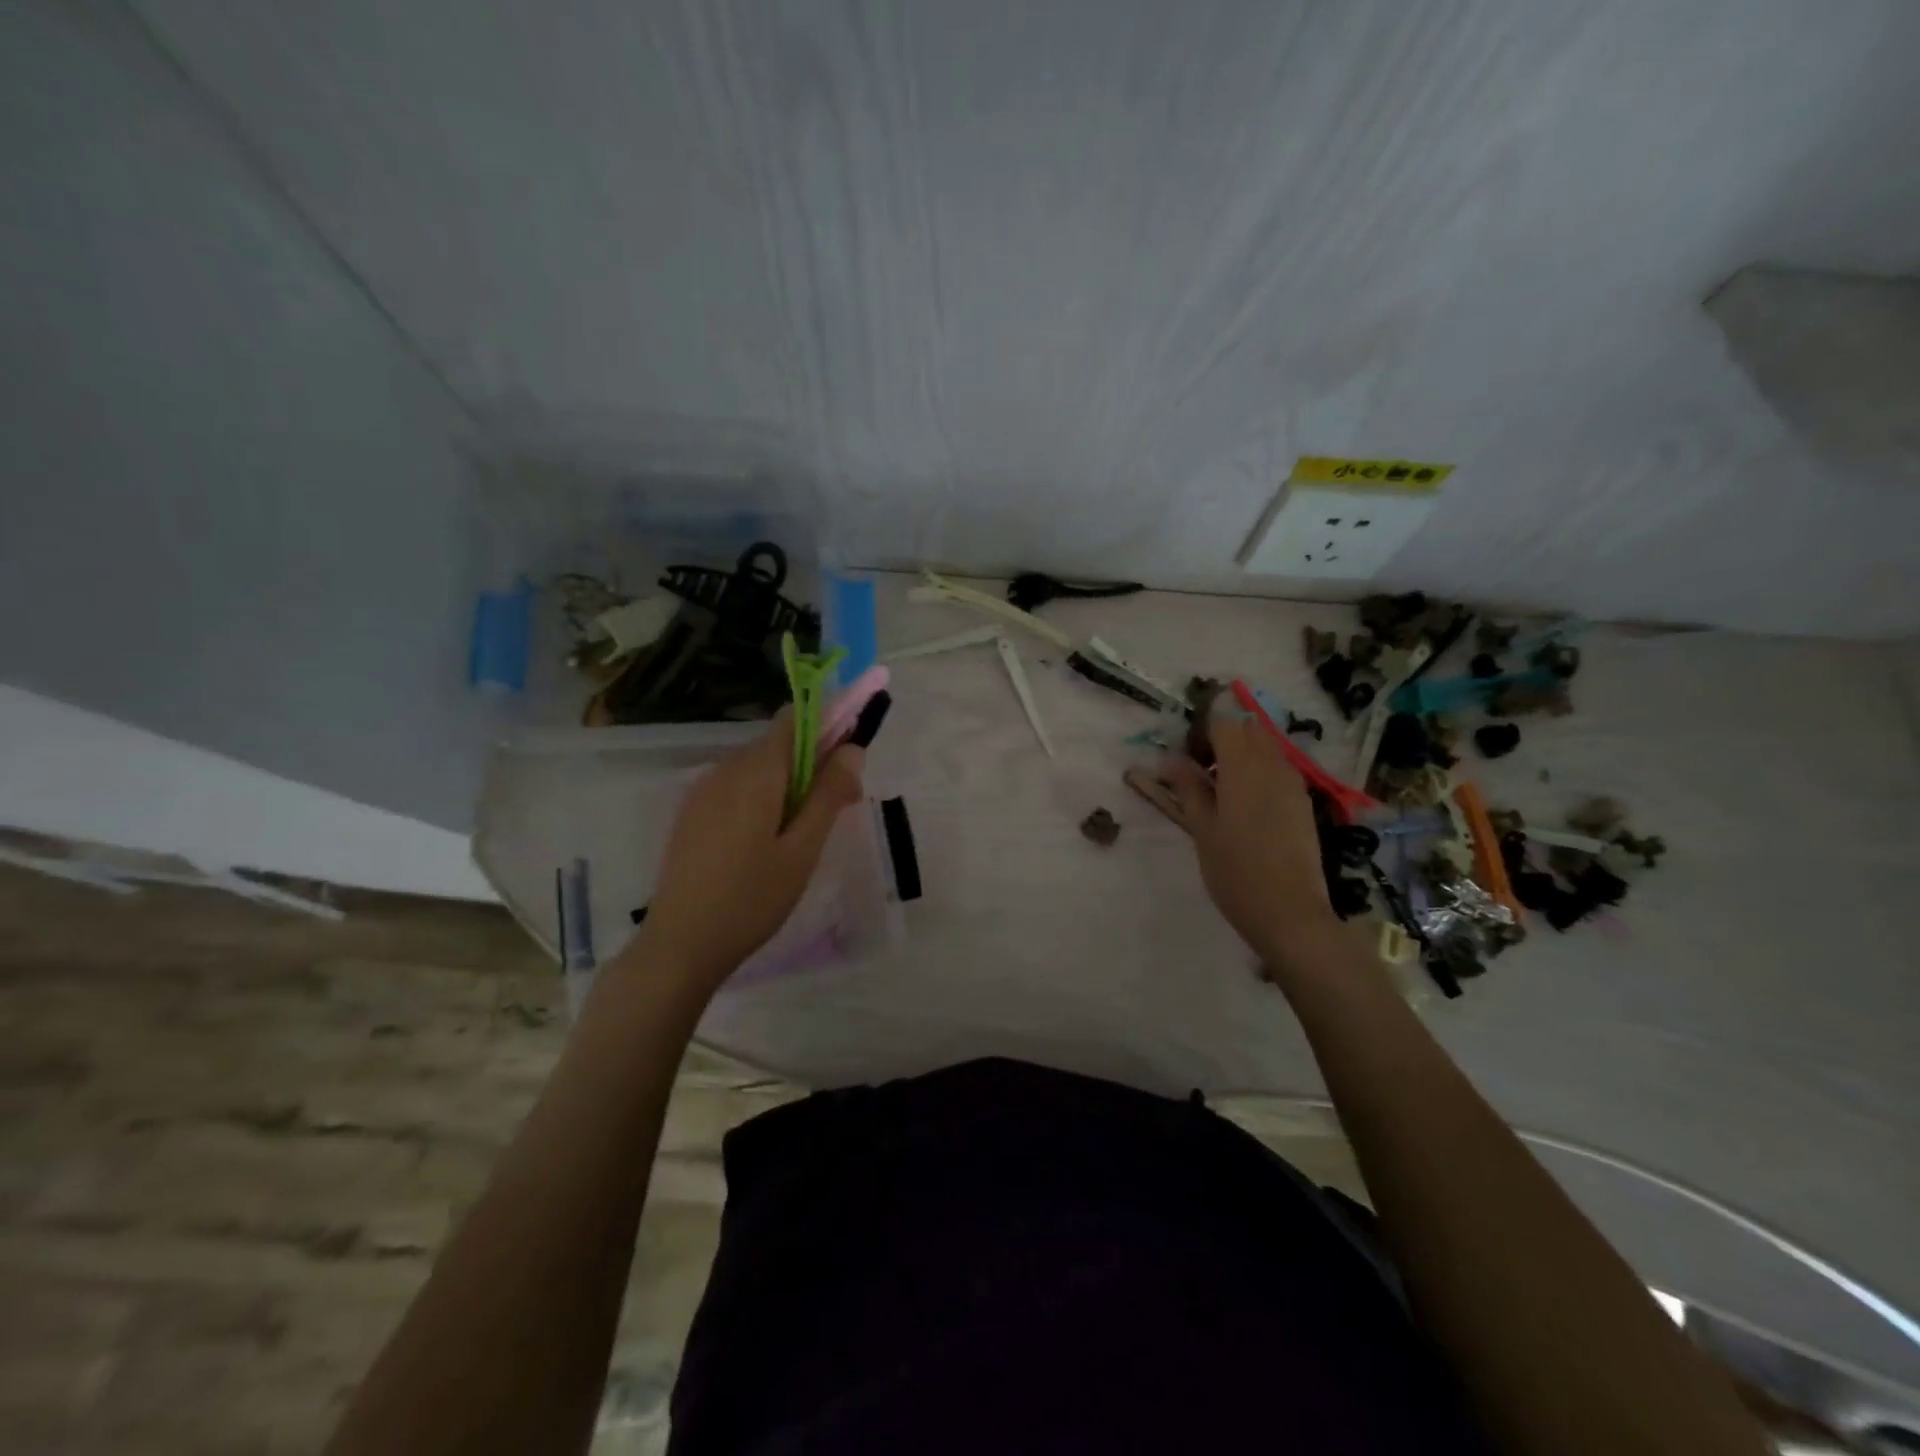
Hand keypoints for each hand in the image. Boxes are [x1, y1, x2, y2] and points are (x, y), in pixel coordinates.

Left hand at [639, 712, 864, 987]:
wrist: (680, 944)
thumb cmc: (752, 897)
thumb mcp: (803, 849)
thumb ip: (829, 794)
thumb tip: (853, 748)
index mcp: (756, 771)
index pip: (794, 719)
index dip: (827, 726)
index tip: (849, 760)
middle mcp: (725, 768)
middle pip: (778, 745)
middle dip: (813, 764)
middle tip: (838, 811)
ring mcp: (703, 790)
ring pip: (757, 769)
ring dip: (788, 785)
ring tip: (802, 836)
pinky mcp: (692, 813)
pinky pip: (736, 788)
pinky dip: (761, 799)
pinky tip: (765, 845)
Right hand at [1154, 706, 1339, 970]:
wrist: (1289, 912)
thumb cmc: (1235, 870)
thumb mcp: (1201, 828)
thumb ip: (1188, 788)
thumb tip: (1171, 758)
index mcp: (1243, 766)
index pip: (1223, 723)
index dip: (1201, 731)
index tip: (1185, 757)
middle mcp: (1272, 765)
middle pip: (1248, 730)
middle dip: (1223, 739)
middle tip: (1200, 771)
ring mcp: (1293, 784)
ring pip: (1266, 749)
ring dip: (1242, 756)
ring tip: (1220, 791)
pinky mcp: (1303, 803)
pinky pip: (1279, 770)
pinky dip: (1260, 773)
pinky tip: (1245, 807)